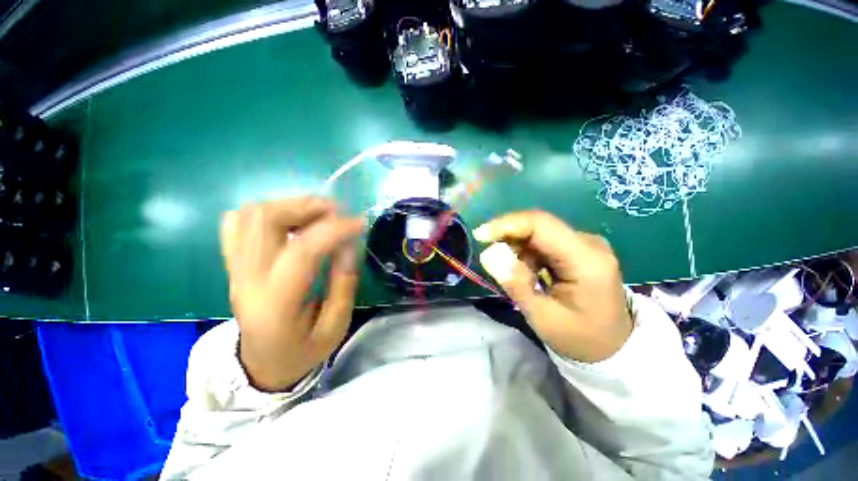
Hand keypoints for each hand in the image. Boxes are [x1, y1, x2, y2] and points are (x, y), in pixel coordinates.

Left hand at [220, 197, 362, 390]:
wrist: (260, 366)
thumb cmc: (302, 351)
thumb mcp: (335, 327)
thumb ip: (344, 283)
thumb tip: (348, 244)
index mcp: (277, 303)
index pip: (303, 250)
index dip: (335, 229)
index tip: (360, 223)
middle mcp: (248, 279)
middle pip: (266, 220)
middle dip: (308, 207)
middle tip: (337, 212)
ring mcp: (235, 268)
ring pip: (250, 214)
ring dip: (290, 205)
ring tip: (318, 214)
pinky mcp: (233, 263)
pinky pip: (237, 222)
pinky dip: (267, 211)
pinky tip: (291, 221)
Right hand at [474, 211, 632, 362]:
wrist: (613, 346)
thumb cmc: (579, 338)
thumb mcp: (542, 317)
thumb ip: (515, 284)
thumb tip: (488, 254)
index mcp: (586, 260)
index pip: (541, 225)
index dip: (507, 225)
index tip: (480, 236)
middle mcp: (589, 243)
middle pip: (538, 225)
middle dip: (509, 238)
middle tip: (493, 260)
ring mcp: (585, 243)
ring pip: (538, 232)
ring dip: (518, 249)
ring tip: (518, 277)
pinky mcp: (579, 248)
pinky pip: (544, 241)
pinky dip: (527, 253)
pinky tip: (529, 274)